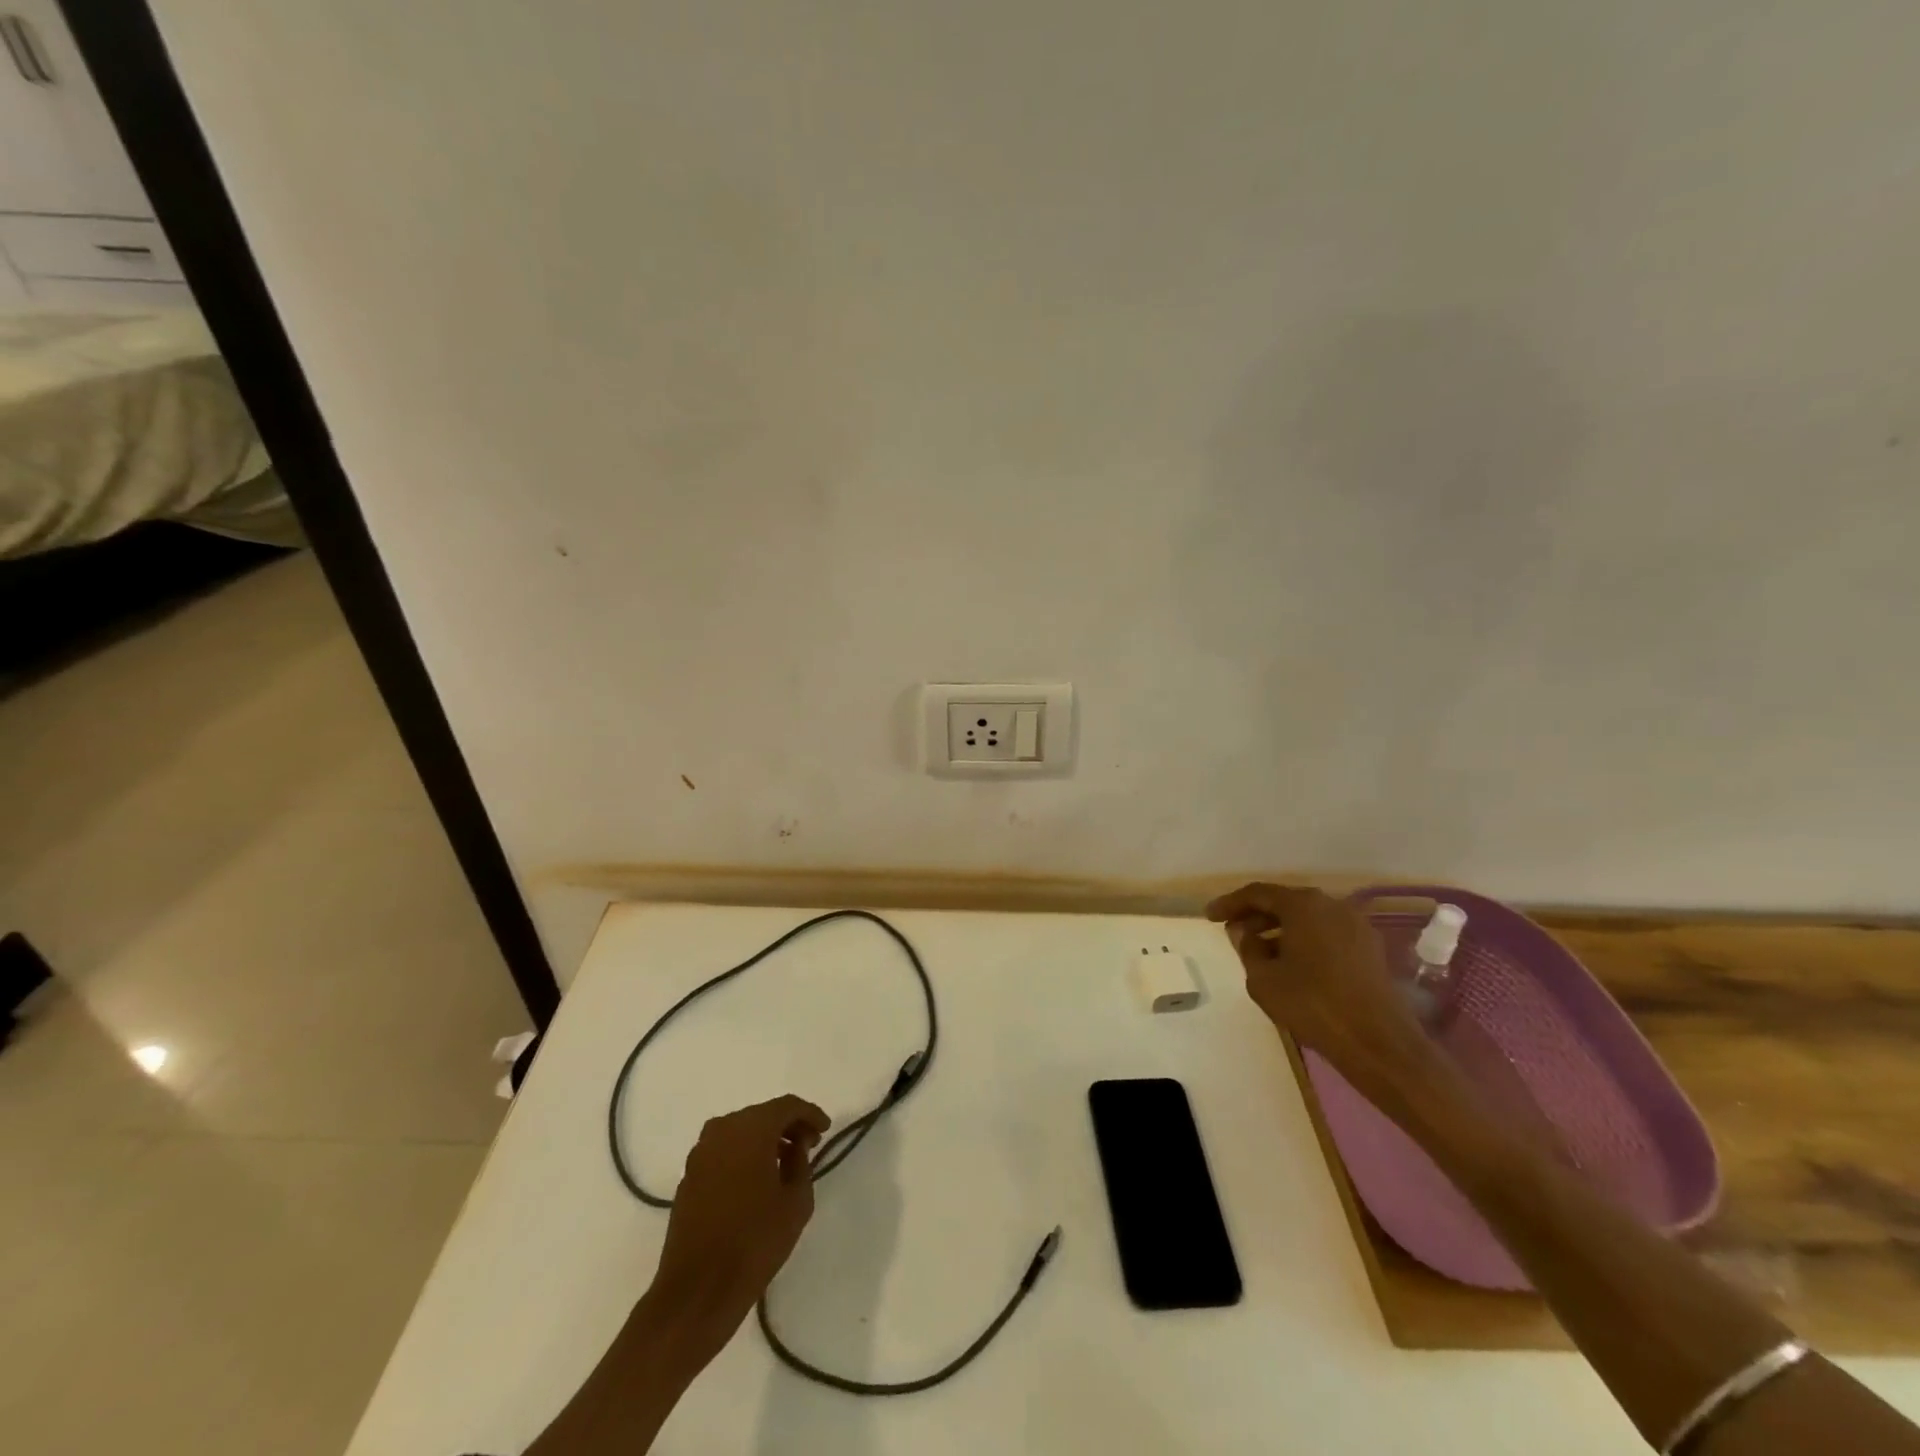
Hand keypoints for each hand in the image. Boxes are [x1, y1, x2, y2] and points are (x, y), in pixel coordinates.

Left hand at [648, 1095, 829, 1356]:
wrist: (696, 1291)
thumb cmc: (754, 1242)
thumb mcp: (796, 1202)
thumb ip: (801, 1163)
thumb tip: (795, 1145)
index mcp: (751, 1129)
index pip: (787, 1106)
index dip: (810, 1114)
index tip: (825, 1130)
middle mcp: (722, 1130)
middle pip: (762, 1114)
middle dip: (787, 1126)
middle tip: (808, 1145)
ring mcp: (700, 1152)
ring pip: (741, 1131)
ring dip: (764, 1139)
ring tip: (784, 1163)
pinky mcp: (688, 1175)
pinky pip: (723, 1150)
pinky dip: (743, 1154)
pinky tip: (755, 1179)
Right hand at [1206, 883, 1440, 1108]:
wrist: (1378, 1042)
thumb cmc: (1312, 1004)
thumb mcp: (1262, 978)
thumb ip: (1247, 948)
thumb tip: (1245, 932)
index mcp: (1303, 905)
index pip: (1257, 893)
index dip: (1230, 903)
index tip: (1209, 916)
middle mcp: (1332, 905)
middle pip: (1285, 902)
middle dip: (1256, 916)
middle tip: (1233, 932)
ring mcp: (1356, 925)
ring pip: (1308, 919)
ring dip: (1281, 930)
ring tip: (1259, 951)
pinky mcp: (1370, 949)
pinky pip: (1327, 934)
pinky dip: (1305, 941)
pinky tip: (1292, 964)